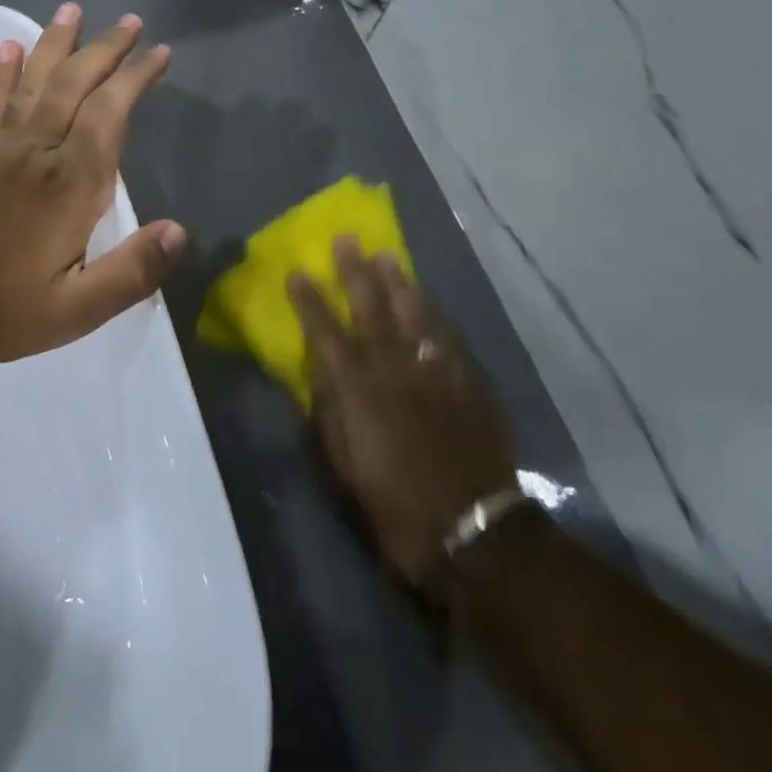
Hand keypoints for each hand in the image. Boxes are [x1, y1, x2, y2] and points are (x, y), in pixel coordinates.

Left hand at [0, 3, 186, 369]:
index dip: (135, 78)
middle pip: (74, 86)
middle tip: (130, 21)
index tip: (159, 52)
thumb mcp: (78, 309)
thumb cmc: (5, 310)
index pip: (109, 115)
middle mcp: (37, 153)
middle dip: (105, 50)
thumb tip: (179, 231)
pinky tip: (9, 48)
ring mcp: (0, 149)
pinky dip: (3, 74)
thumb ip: (132, 271)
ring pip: (33, 83)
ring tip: (71, 9)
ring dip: (54, 44)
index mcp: (70, 186)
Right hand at [291, 241, 518, 587]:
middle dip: (355, 272)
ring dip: (398, 282)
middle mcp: (394, 370)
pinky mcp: (467, 383)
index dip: (309, 300)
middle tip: (347, 240)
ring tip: (387, 255)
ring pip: (413, 313)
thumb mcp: (345, 467)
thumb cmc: (396, 505)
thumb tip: (318, 375)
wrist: (474, 531)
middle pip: (371, 309)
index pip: (325, 333)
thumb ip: (329, 415)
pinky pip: (447, 337)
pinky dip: (435, 314)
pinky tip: (427, 300)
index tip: (297, 272)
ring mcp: (435, 372)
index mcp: (358, 390)